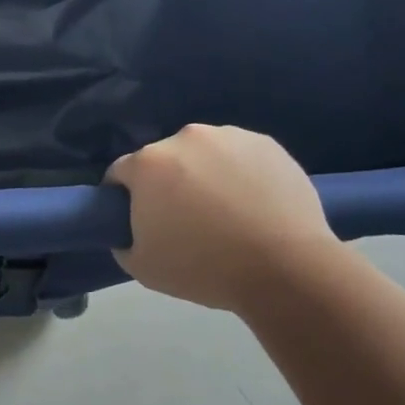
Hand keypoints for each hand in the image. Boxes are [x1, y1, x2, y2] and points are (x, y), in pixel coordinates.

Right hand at [107, 125, 340, 312]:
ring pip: (203, 153)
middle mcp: (185, 138)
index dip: (123, 196)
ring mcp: (229, 136)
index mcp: (148, 163)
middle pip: (164, 159)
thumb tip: (129, 230)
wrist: (284, 268)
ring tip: (225, 211)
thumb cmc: (204, 268)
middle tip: (185, 219)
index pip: (120, 173)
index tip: (137, 219)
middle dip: (167, 183)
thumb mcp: (141, 267)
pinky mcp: (266, 144)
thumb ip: (123, 240)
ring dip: (204, 174)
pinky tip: (253, 204)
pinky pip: (239, 156)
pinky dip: (239, 173)